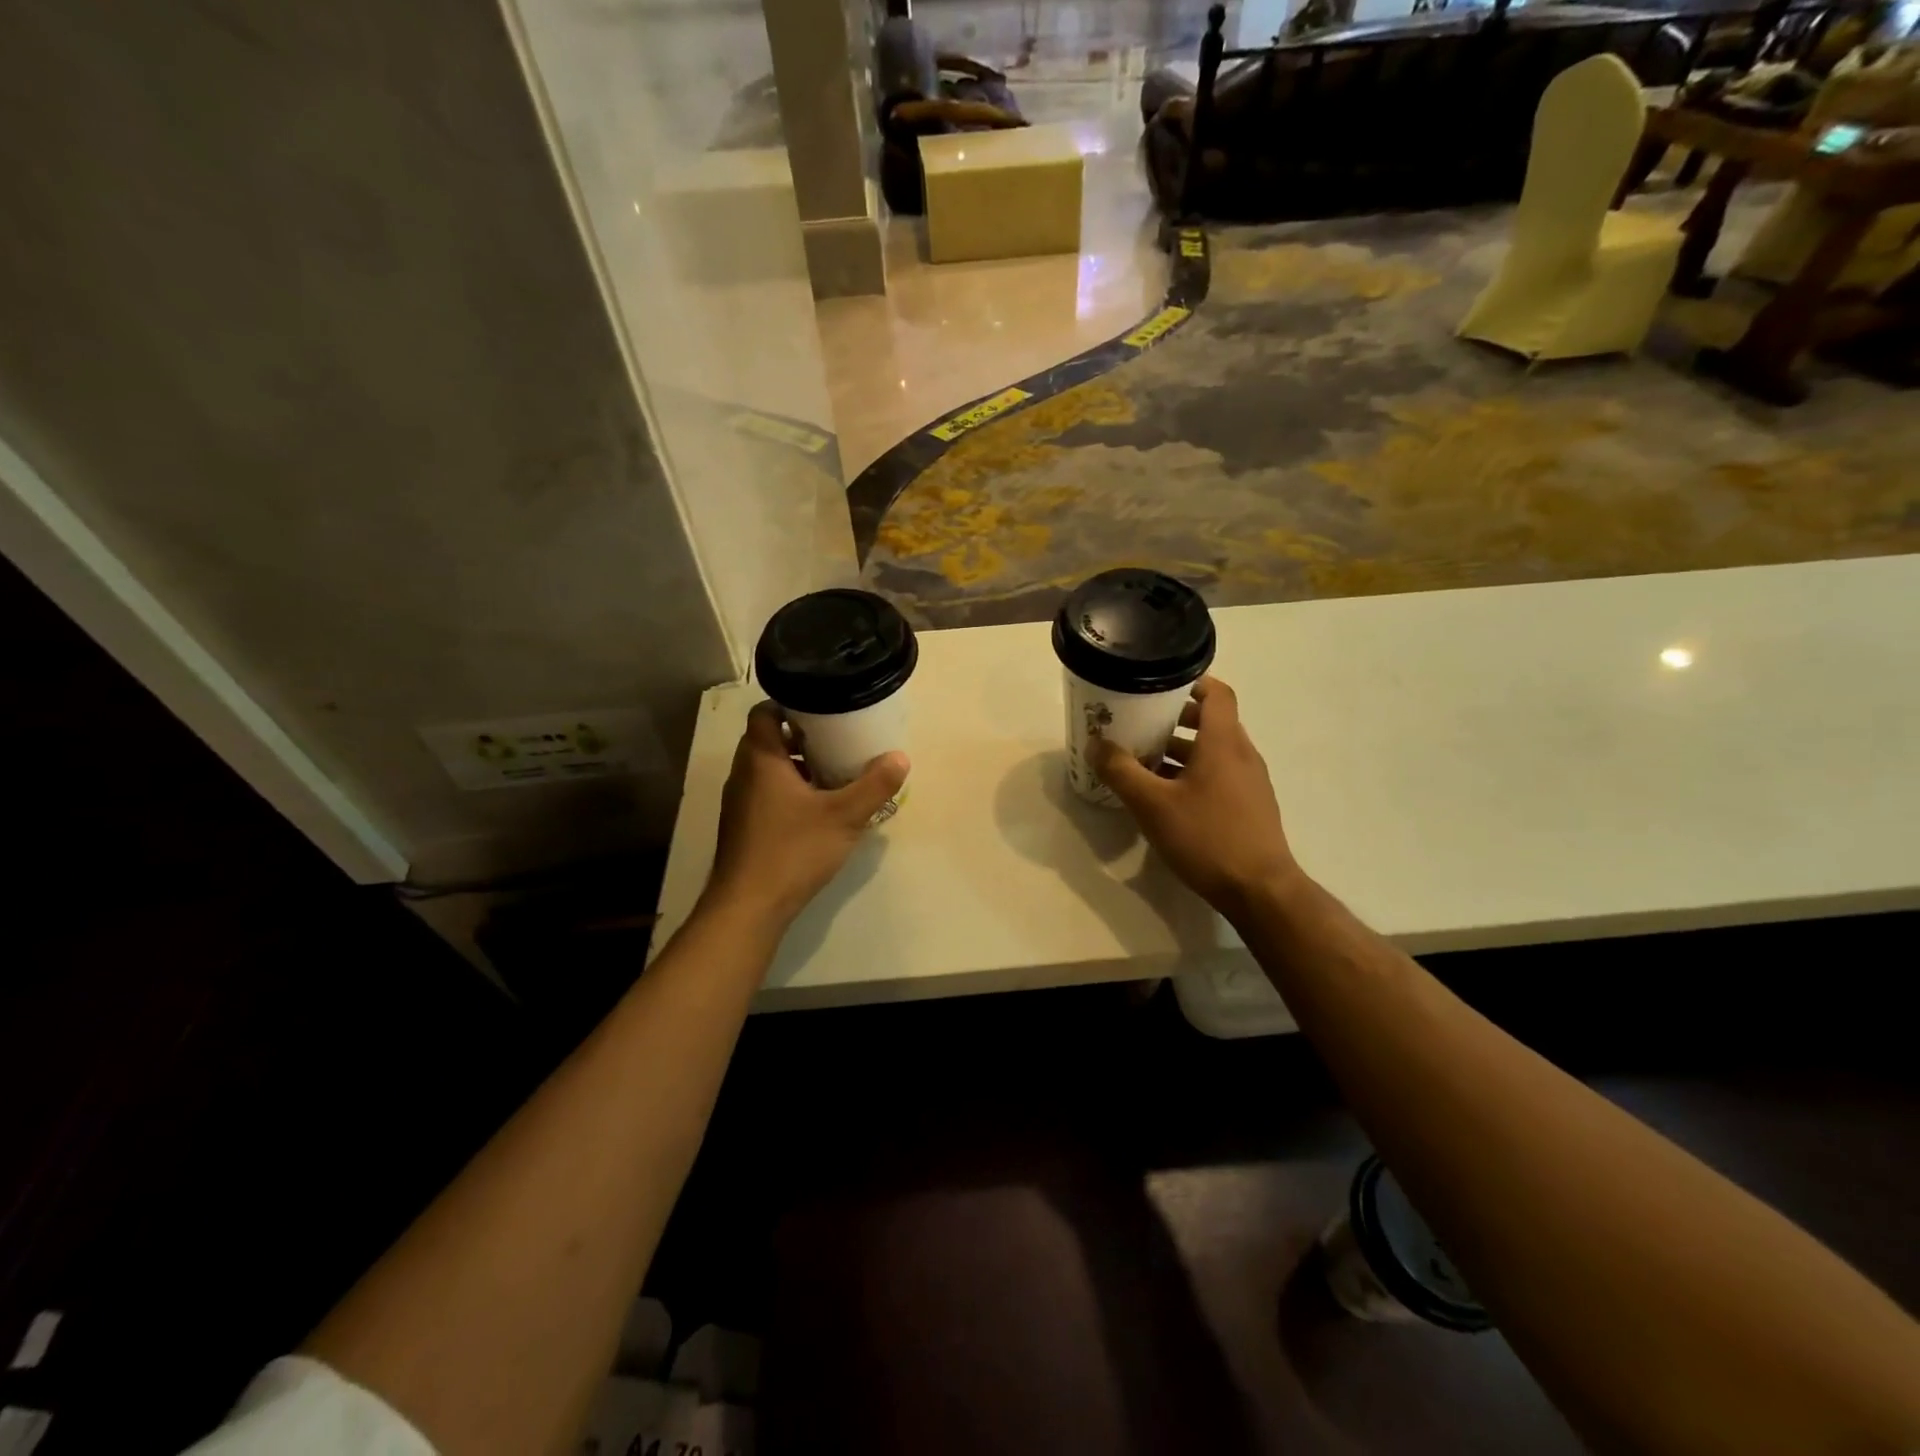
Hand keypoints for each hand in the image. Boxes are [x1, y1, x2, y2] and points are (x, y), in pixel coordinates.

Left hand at [704, 702, 908, 928]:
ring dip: (797, 767)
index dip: (791, 705)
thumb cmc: (793, 850)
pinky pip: (766, 794)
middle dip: (803, 738)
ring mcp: (739, 803)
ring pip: (768, 770)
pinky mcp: (743, 827)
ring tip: (834, 773)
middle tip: (838, 739)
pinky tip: (818, 810)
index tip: (823, 709)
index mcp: (760, 759)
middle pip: (769, 740)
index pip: (765, 712)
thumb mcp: (844, 816)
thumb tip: (900, 757)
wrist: (749, 907)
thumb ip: (874, 785)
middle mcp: (743, 774)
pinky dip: (789, 791)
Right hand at [1088, 676, 1300, 922]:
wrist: (1260, 891)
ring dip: (1180, 750)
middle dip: (1174, 720)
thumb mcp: (1152, 804)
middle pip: (1211, 722)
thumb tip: (1096, 744)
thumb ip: (1121, 771)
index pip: (1216, 693)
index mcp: (1223, 742)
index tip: (1158, 685)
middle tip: (1139, 724)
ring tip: (1143, 762)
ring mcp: (1250, 782)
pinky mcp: (1249, 807)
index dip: (1190, 682)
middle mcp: (1242, 754)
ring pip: (1212, 752)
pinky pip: (1218, 776)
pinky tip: (1165, 797)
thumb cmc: (1207, 837)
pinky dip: (1192, 774)